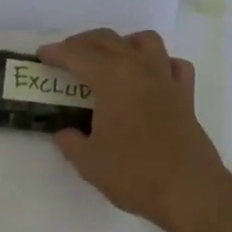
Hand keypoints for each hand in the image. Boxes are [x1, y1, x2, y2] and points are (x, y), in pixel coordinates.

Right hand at [36, 29, 231, 231]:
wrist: (189, 190)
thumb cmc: (134, 174)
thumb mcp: (89, 162)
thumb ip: (71, 142)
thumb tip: (65, 133)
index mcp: (112, 79)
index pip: (78, 54)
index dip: (57, 52)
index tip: (42, 56)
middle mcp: (140, 69)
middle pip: (109, 40)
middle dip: (83, 43)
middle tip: (66, 57)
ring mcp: (167, 80)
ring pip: (145, 41)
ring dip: (122, 43)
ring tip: (109, 60)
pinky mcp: (186, 96)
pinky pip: (173, 65)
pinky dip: (159, 63)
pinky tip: (149, 78)